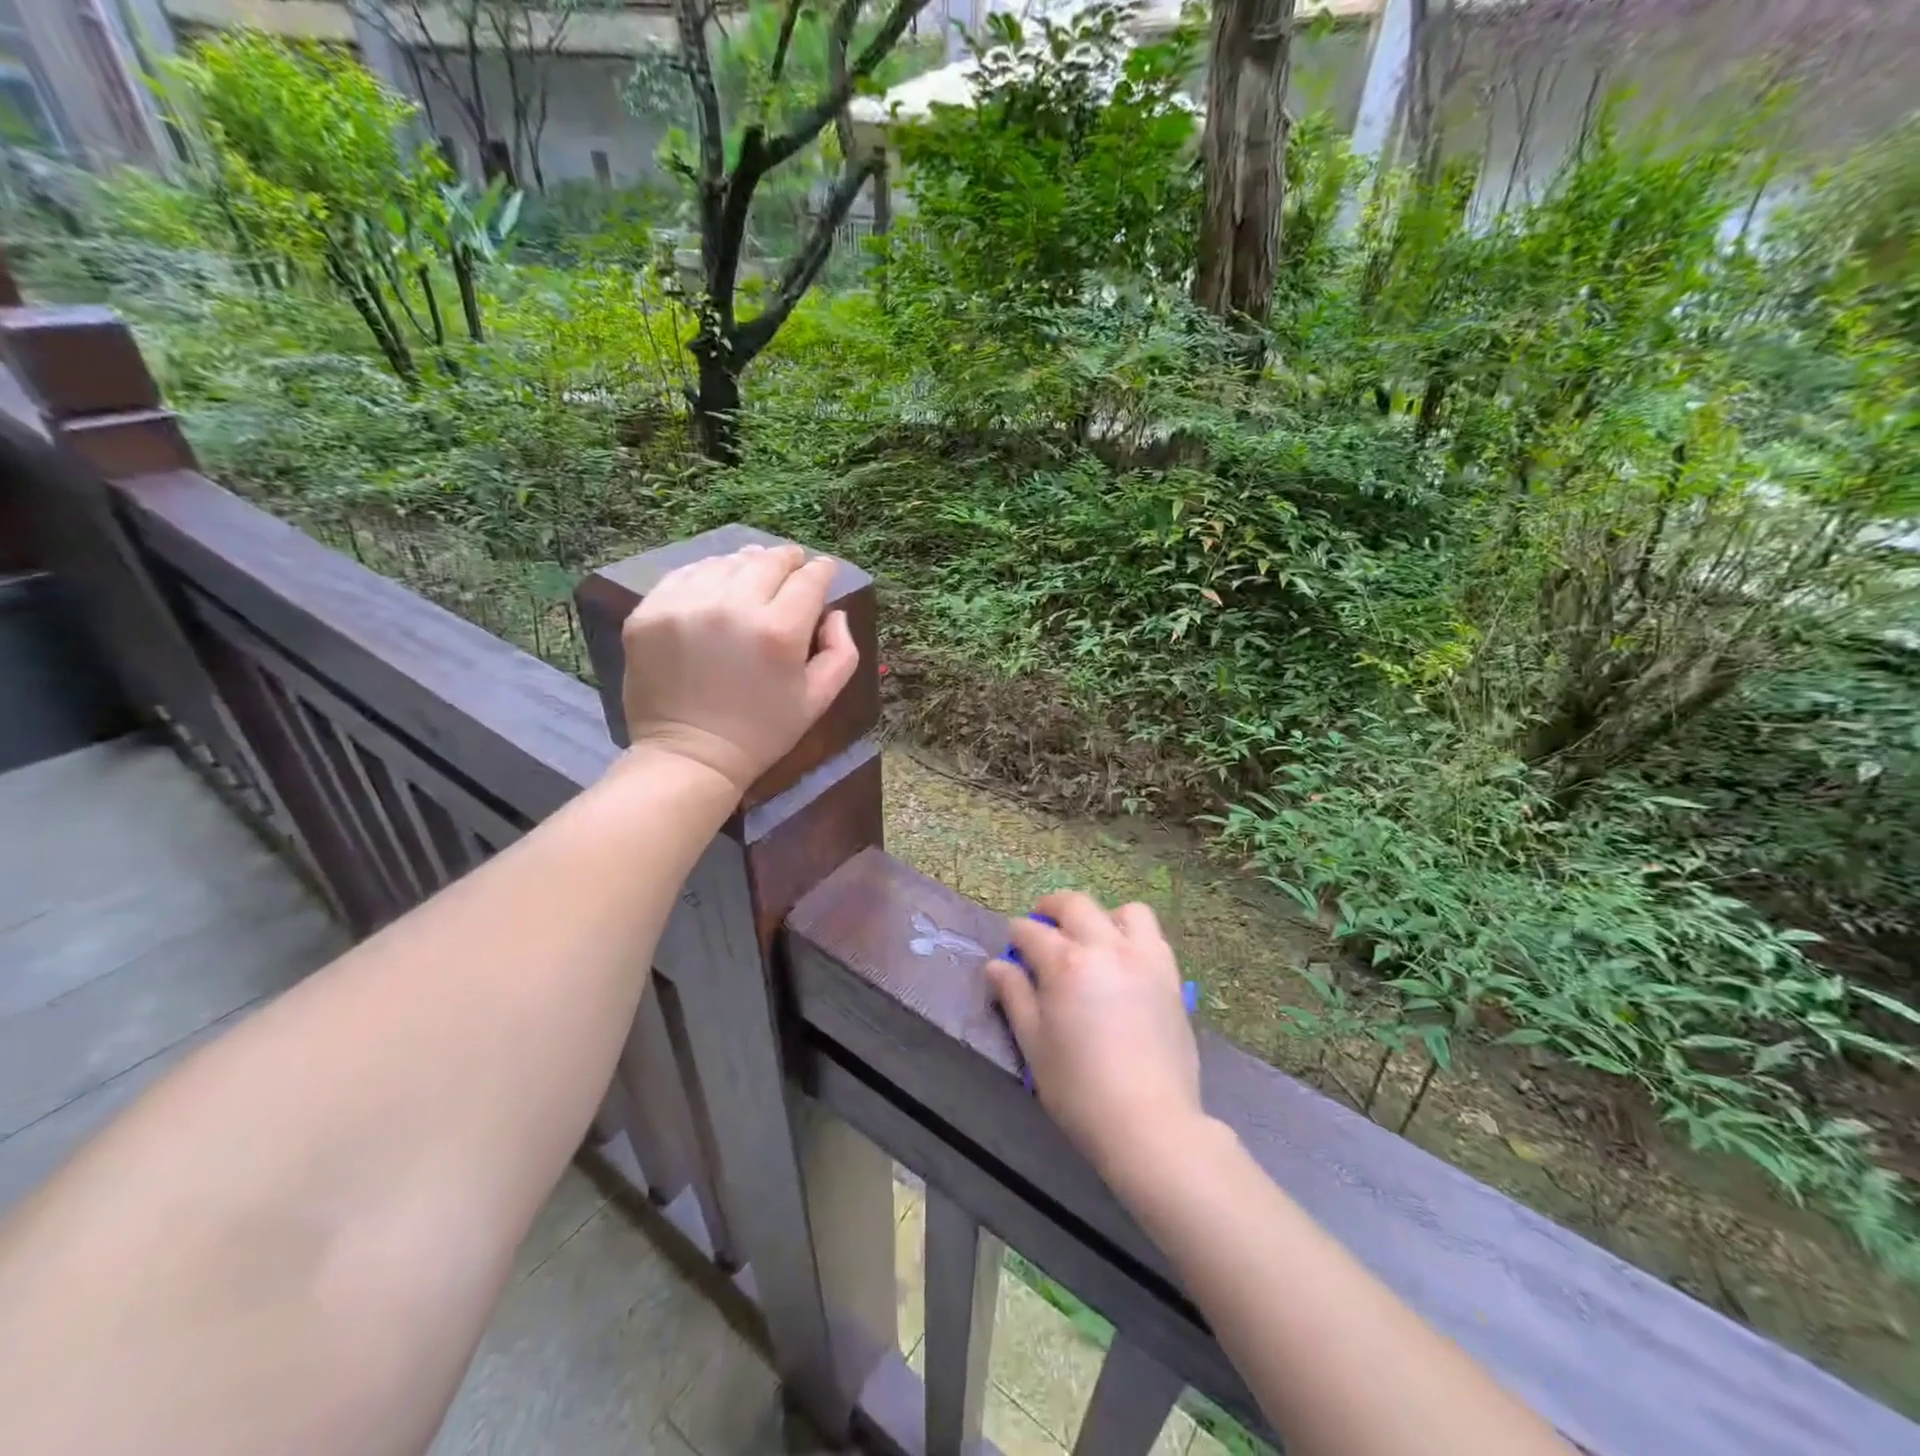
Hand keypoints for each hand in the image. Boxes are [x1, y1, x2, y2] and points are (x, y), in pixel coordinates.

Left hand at [620, 543, 858, 793]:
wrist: (691, 756)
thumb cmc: (763, 731)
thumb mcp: (819, 699)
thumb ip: (841, 651)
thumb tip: (834, 613)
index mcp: (778, 632)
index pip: (808, 580)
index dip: (821, 570)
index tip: (823, 570)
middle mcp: (732, 608)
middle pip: (767, 562)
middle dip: (787, 559)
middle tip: (793, 562)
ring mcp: (685, 606)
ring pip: (726, 563)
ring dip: (746, 564)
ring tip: (754, 571)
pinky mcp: (649, 612)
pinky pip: (685, 575)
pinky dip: (707, 574)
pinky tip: (717, 584)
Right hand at [985, 892, 1210, 1192]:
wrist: (1149, 1123)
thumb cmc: (1079, 1089)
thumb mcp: (1034, 1045)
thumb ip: (1015, 997)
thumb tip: (997, 965)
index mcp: (1065, 963)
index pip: (1031, 931)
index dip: (1016, 935)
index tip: (1012, 946)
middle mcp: (1105, 947)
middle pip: (1075, 905)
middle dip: (1051, 908)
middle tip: (1042, 926)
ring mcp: (1143, 958)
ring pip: (1124, 911)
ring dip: (1102, 917)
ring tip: (1092, 940)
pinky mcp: (1170, 976)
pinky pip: (1153, 936)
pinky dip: (1134, 936)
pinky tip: (1124, 962)